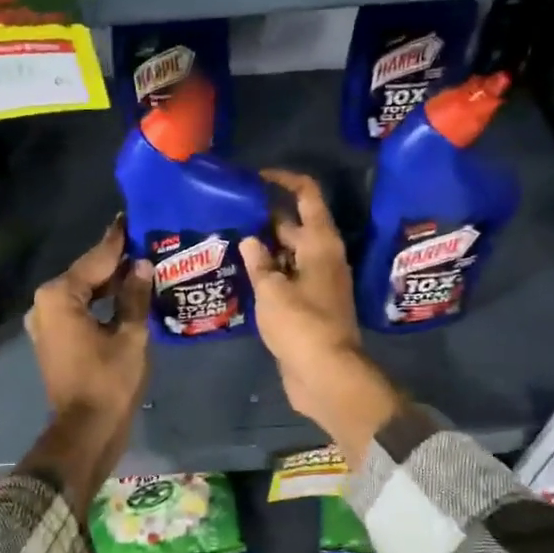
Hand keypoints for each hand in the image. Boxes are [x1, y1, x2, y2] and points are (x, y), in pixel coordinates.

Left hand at [22, 218, 152, 496]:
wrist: (86, 430)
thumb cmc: (109, 381)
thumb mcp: (130, 335)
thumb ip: (134, 296)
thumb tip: (141, 266)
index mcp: (59, 296)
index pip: (95, 259)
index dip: (118, 241)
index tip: (132, 219)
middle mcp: (45, 303)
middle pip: (86, 274)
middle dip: (115, 261)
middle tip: (146, 242)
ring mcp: (46, 323)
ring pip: (83, 292)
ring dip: (109, 282)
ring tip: (142, 265)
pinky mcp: (54, 339)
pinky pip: (79, 309)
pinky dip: (100, 302)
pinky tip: (126, 296)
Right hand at [241, 171, 400, 463]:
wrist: (325, 375)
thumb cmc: (301, 324)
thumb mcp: (272, 290)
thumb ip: (259, 263)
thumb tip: (251, 241)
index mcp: (321, 244)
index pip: (307, 197)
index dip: (285, 180)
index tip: (257, 177)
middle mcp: (322, 259)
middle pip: (295, 226)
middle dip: (266, 217)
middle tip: (231, 213)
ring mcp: (316, 284)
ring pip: (289, 255)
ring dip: (264, 248)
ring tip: (229, 240)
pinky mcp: (308, 307)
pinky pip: (286, 280)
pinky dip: (268, 274)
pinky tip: (241, 275)